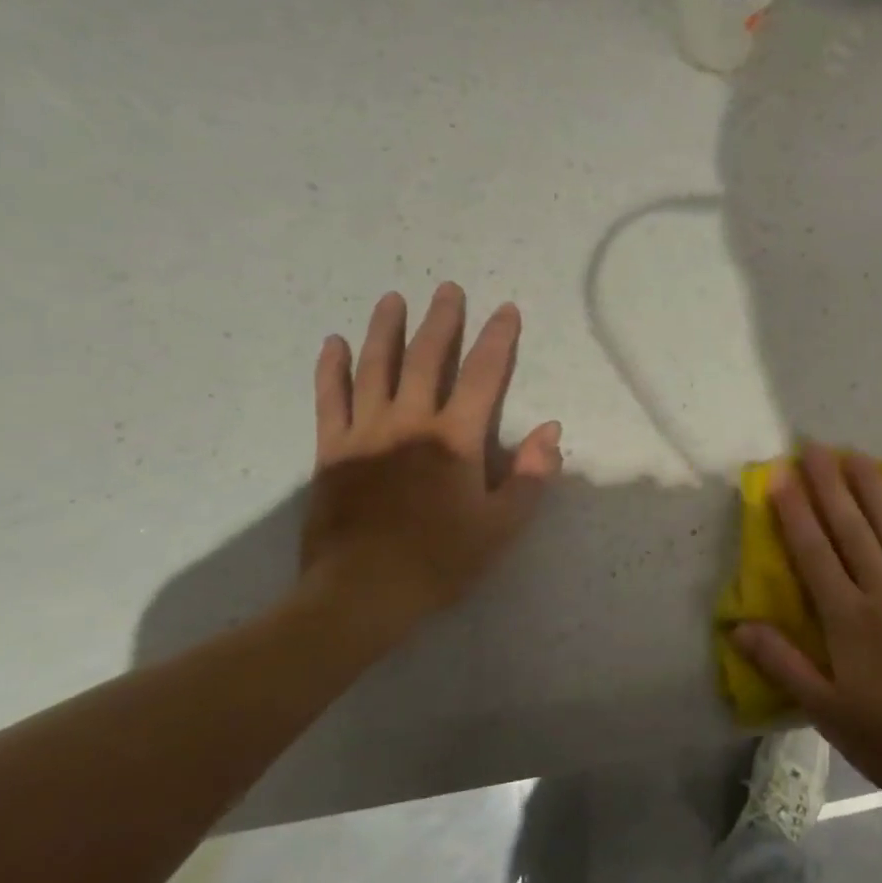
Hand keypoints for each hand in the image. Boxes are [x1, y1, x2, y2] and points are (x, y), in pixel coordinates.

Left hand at [294, 284, 562, 647]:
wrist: (360, 594)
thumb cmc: (439, 559)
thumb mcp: (502, 525)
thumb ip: (531, 475)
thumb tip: (551, 430)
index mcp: (455, 438)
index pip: (484, 375)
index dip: (498, 339)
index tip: (506, 309)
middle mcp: (411, 422)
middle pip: (428, 358)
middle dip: (441, 320)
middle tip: (447, 289)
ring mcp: (366, 432)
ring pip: (376, 367)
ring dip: (386, 330)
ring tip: (392, 299)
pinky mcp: (331, 450)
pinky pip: (330, 399)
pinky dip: (331, 369)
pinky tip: (332, 343)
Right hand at [733, 443, 881, 802]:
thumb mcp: (828, 712)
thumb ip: (783, 664)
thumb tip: (740, 626)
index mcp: (848, 620)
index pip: (814, 553)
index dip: (795, 513)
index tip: (780, 477)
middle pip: (851, 528)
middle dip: (830, 485)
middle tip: (815, 447)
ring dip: (872, 488)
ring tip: (856, 455)